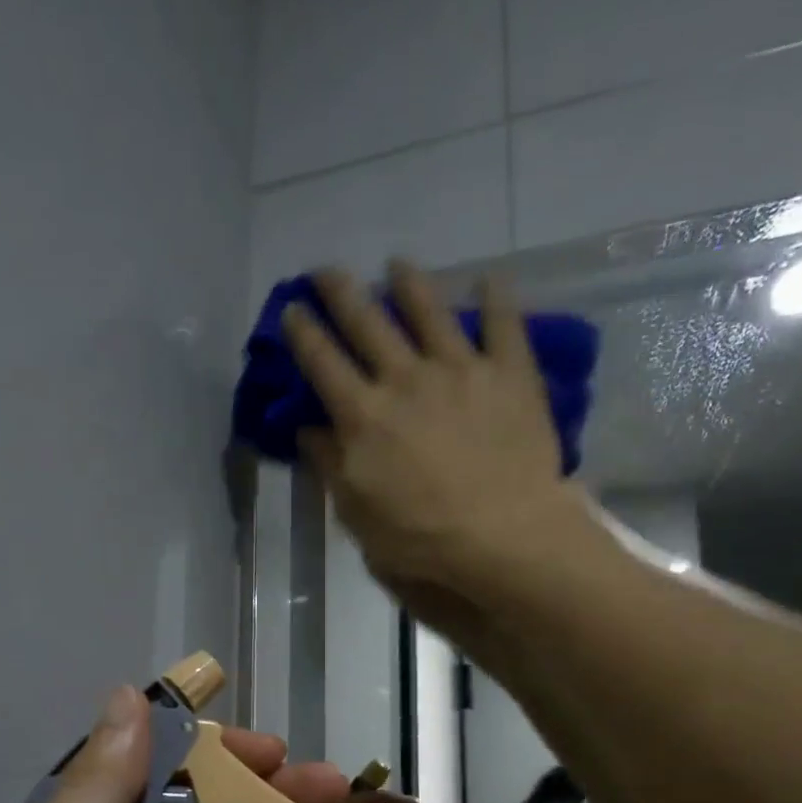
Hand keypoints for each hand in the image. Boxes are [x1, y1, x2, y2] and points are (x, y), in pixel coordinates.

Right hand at [280, 261, 574, 606]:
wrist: (502, 537)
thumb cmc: (421, 539)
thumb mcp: (357, 515)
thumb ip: (331, 466)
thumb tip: (309, 429)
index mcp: (364, 416)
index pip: (322, 362)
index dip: (302, 332)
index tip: (292, 308)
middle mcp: (406, 379)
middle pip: (367, 322)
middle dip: (341, 291)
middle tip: (327, 270)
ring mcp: (461, 369)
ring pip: (429, 310)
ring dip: (408, 283)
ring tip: (397, 264)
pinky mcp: (510, 374)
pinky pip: (503, 324)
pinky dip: (495, 298)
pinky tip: (490, 279)